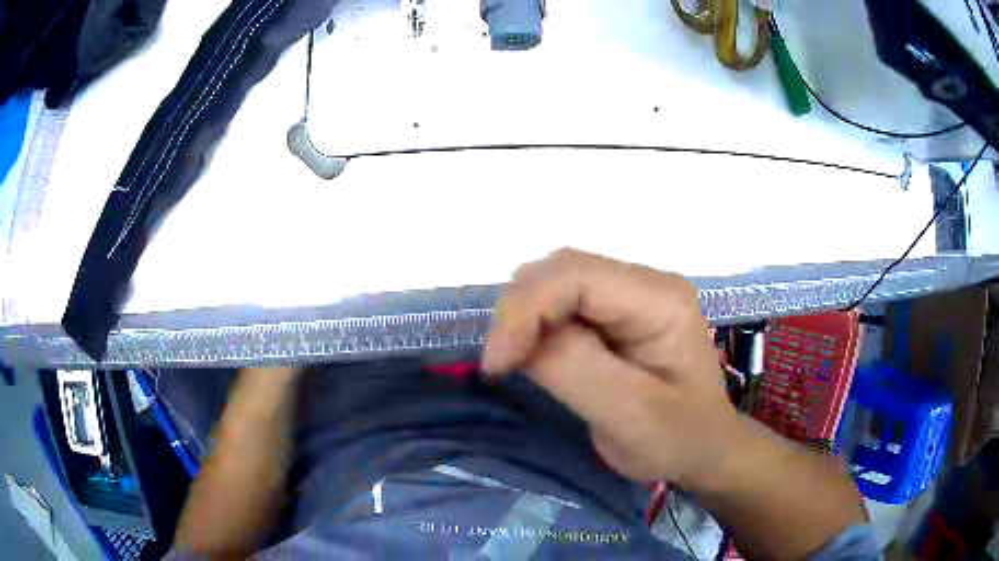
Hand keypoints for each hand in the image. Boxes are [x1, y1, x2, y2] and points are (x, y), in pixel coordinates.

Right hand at [482, 249, 738, 484]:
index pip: (577, 276)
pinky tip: (530, 352)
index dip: (526, 309)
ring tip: (511, 359)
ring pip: (556, 281)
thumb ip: (573, 368)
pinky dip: (535, 324)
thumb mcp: (628, 414)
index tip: (498, 362)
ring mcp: (630, 294)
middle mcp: (644, 283)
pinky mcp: (616, 312)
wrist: (703, 448)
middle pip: (562, 270)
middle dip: (520, 311)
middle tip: (500, 363)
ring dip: (524, 316)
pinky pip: (562, 302)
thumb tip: (518, 338)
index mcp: (660, 300)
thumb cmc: (676, 438)